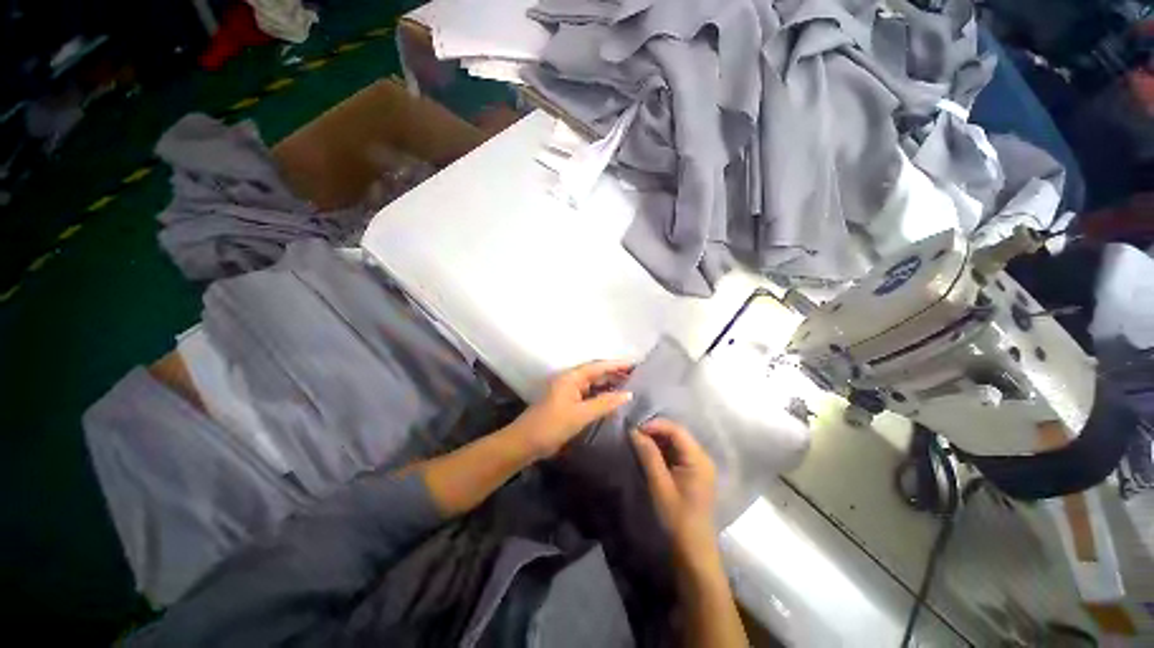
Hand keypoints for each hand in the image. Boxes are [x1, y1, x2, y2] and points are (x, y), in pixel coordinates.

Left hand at [511, 360, 633, 459]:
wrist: (525, 443)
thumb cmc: (552, 425)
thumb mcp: (580, 414)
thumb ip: (604, 403)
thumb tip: (628, 394)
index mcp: (571, 377)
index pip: (598, 366)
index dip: (617, 365)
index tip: (636, 365)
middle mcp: (570, 380)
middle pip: (596, 373)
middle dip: (615, 374)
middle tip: (637, 377)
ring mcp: (569, 392)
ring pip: (593, 385)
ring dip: (609, 385)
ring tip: (630, 387)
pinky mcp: (568, 404)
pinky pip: (589, 395)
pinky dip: (601, 396)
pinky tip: (613, 401)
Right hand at [631, 419, 717, 559]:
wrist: (693, 552)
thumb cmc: (678, 519)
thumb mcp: (660, 485)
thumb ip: (648, 455)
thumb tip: (634, 431)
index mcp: (698, 459)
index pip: (676, 430)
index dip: (655, 425)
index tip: (634, 429)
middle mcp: (702, 458)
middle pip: (677, 434)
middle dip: (655, 431)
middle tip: (634, 435)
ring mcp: (699, 466)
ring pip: (676, 443)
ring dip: (657, 441)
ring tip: (638, 443)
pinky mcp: (693, 474)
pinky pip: (677, 454)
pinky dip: (662, 451)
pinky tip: (649, 455)